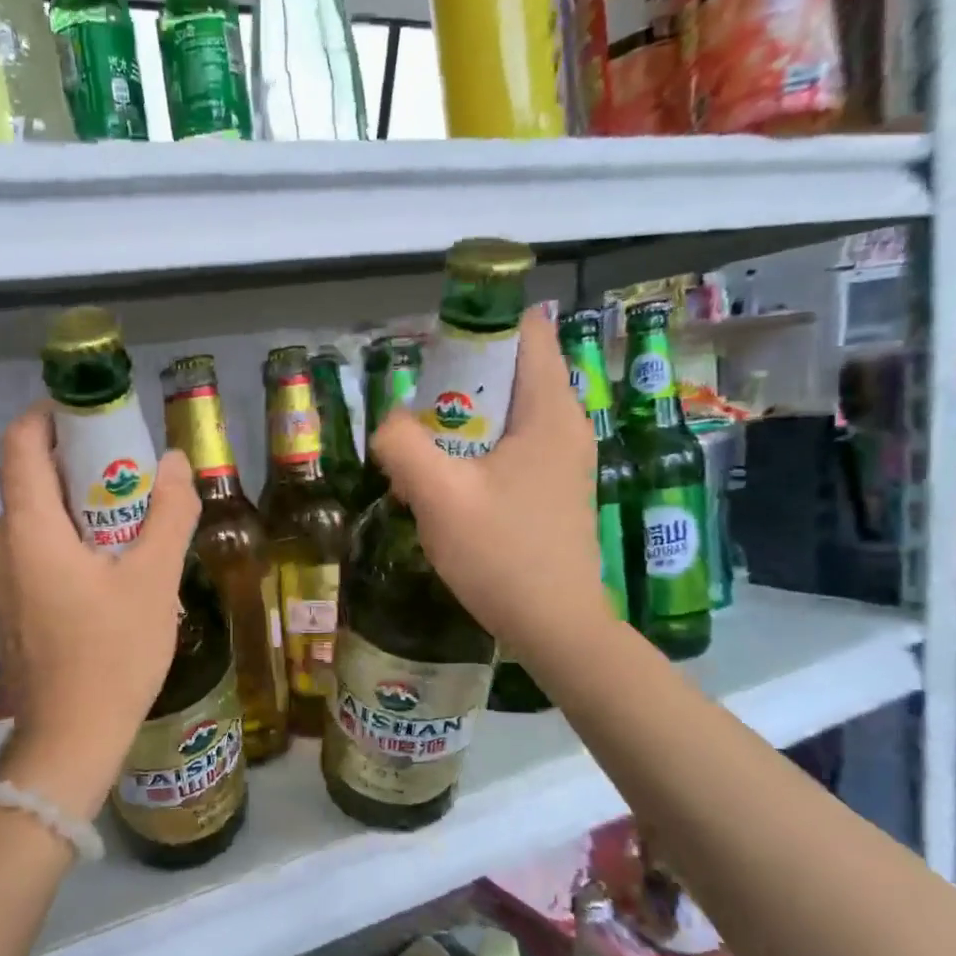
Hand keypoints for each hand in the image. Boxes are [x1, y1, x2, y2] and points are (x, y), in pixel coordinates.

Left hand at [0, 404, 199, 821]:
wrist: (70, 739)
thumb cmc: (112, 655)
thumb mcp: (154, 580)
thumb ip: (168, 514)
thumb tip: (174, 462)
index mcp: (29, 528)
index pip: (21, 442)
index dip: (53, 415)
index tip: (97, 415)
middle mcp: (4, 545)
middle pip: (33, 478)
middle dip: (82, 462)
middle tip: (135, 471)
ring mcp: (3, 579)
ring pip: (39, 517)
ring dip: (82, 504)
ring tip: (136, 518)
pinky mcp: (13, 606)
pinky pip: (39, 550)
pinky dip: (73, 538)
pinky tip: (115, 565)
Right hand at [371, 306, 618, 667]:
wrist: (555, 628)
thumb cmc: (503, 556)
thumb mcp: (438, 497)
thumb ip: (403, 445)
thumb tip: (390, 424)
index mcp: (549, 411)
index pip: (525, 330)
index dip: (477, 327)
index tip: (432, 357)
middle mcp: (564, 425)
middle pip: (508, 372)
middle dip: (455, 387)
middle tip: (415, 421)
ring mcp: (562, 459)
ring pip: (503, 416)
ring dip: (458, 428)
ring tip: (422, 463)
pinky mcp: (553, 489)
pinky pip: (508, 450)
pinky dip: (473, 456)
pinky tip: (446, 493)